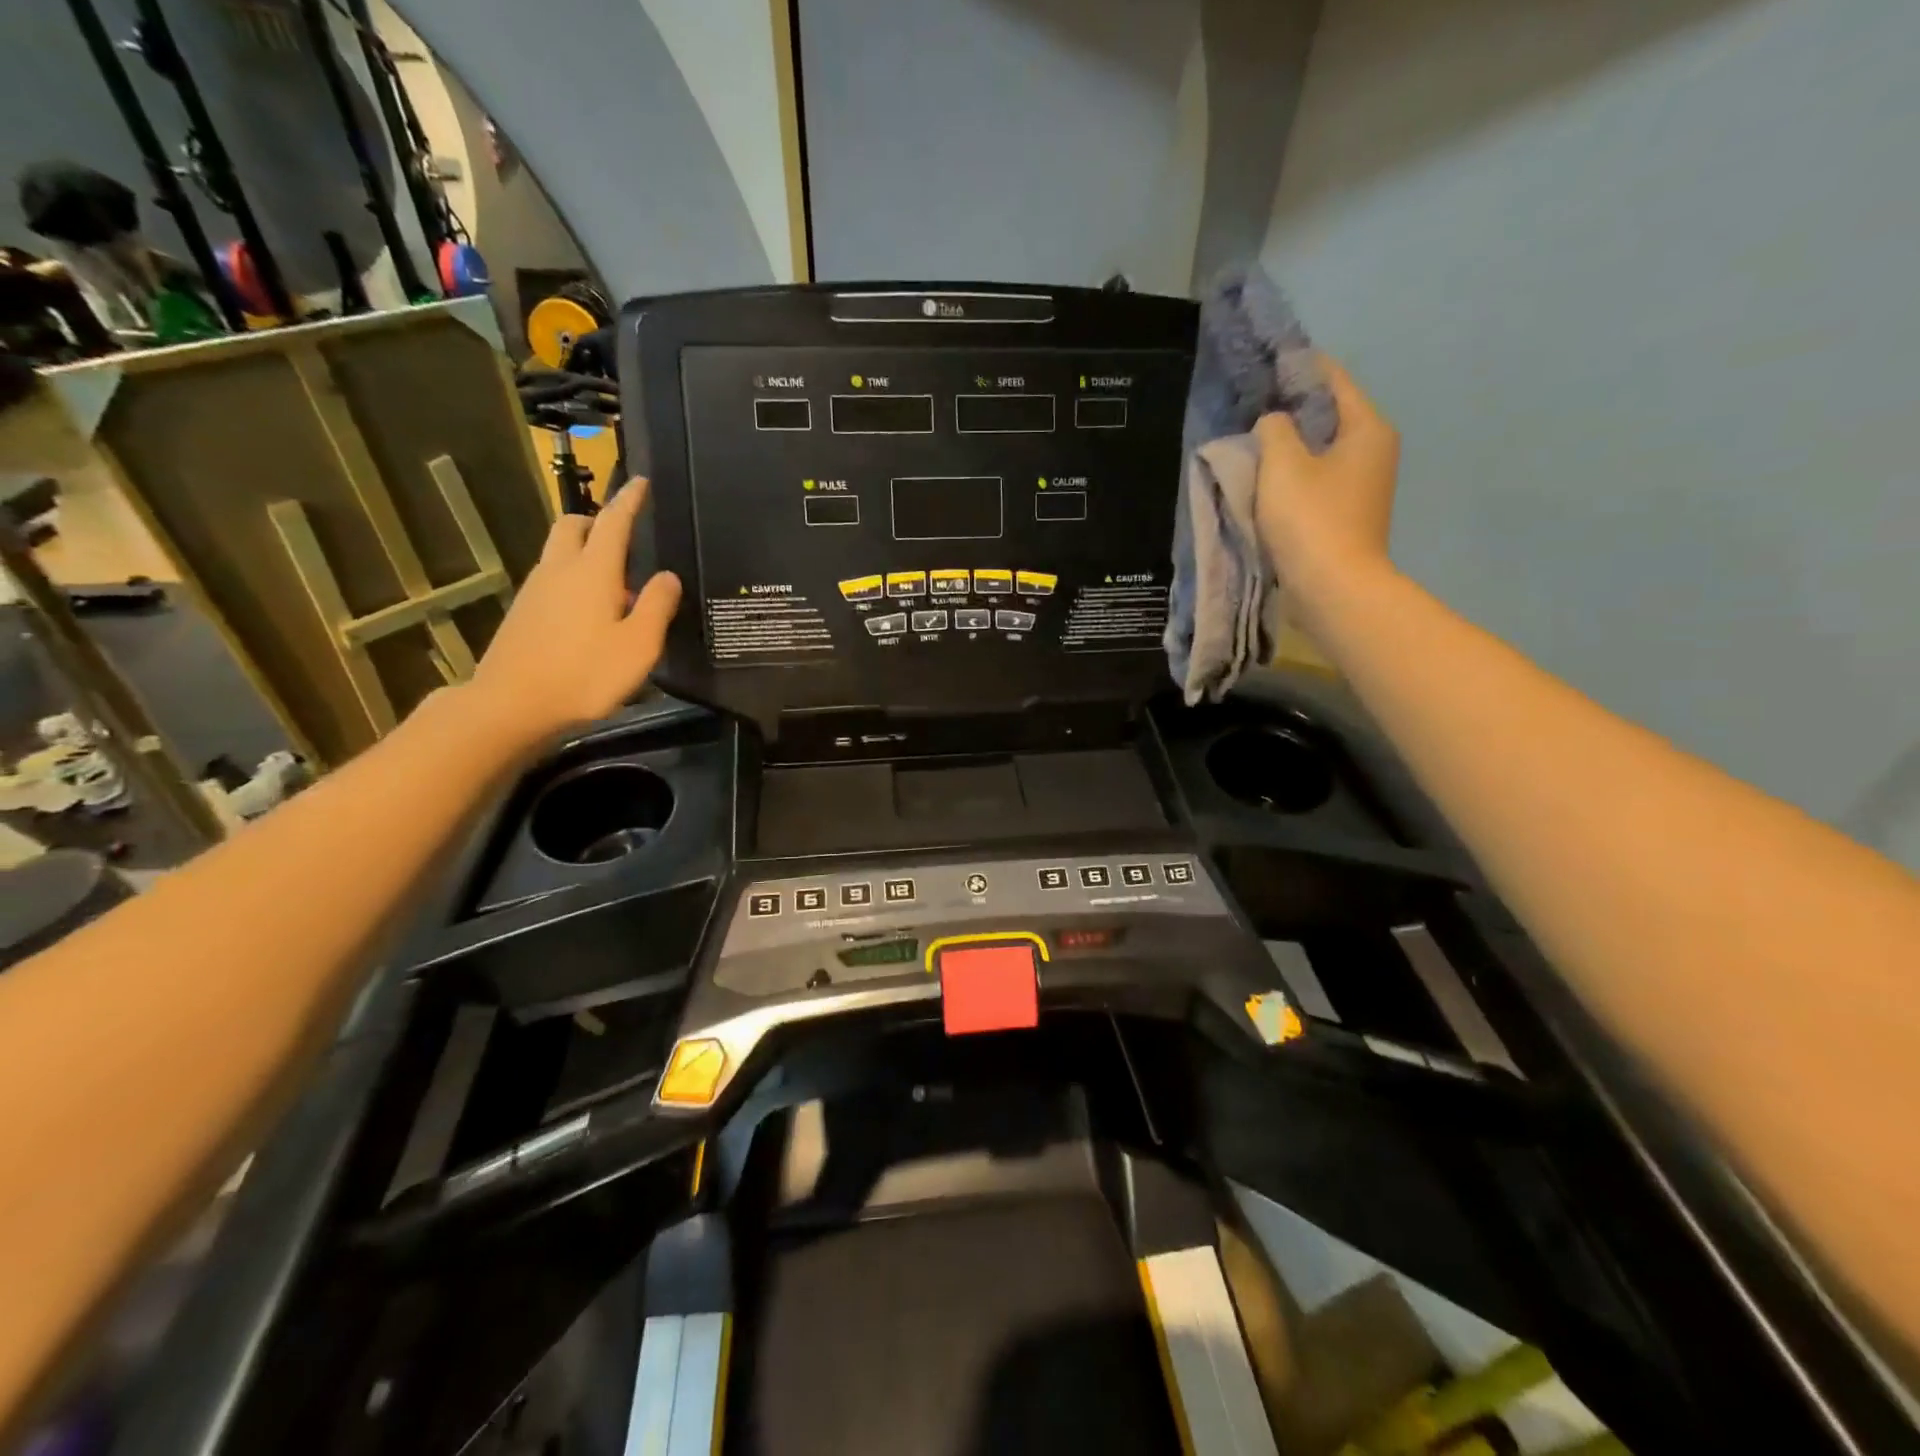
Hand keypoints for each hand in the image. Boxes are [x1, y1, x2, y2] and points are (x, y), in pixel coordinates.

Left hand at [464, 479, 681, 748]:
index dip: (630, 500)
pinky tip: (590, 611)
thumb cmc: (585, 674)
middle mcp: (560, 569)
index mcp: (593, 571)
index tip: (641, 482)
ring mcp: (536, 590)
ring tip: (615, 582)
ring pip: (560, 551)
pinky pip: (552, 578)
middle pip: (575, 526)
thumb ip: (656, 606)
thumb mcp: (638, 645)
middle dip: (598, 519)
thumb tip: (669, 576)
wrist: (511, 705)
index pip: (614, 521)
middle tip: (624, 535)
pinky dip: (573, 576)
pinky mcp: (524, 612)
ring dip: (585, 550)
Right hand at [1253, 357, 1399, 609]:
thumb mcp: (1282, 465)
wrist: (1333, 590)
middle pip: (1327, 415)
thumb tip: (1273, 422)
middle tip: (1249, 406)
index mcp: (1367, 428)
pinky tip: (1264, 480)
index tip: (1264, 362)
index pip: (1332, 380)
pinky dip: (1292, 475)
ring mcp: (1362, 486)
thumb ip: (1274, 429)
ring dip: (1288, 446)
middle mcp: (1373, 450)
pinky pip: (1316, 480)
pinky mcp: (1346, 514)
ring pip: (1319, 450)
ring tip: (1250, 442)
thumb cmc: (1311, 520)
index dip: (1298, 367)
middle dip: (1290, 409)